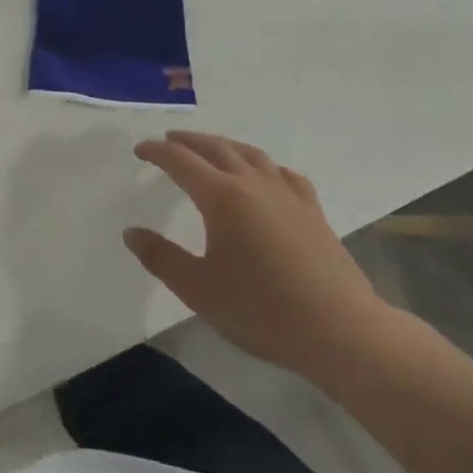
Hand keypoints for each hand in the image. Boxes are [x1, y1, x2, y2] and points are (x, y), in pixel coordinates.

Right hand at [124, 132, 396, 381]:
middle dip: (187, 141)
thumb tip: (131, 232)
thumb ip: (161, 258)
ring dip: (223, 145)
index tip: (140, 149)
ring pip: (249, 154)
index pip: (180, 161)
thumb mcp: (199, 290)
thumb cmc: (263, 311)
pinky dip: (263, 165)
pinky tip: (264, 175)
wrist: (342, 331)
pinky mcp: (312, 211)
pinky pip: (282, 173)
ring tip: (209, 149)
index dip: (157, 151)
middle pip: (215, 148)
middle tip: (168, 141)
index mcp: (221, 197)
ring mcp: (287, 194)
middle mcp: (252, 184)